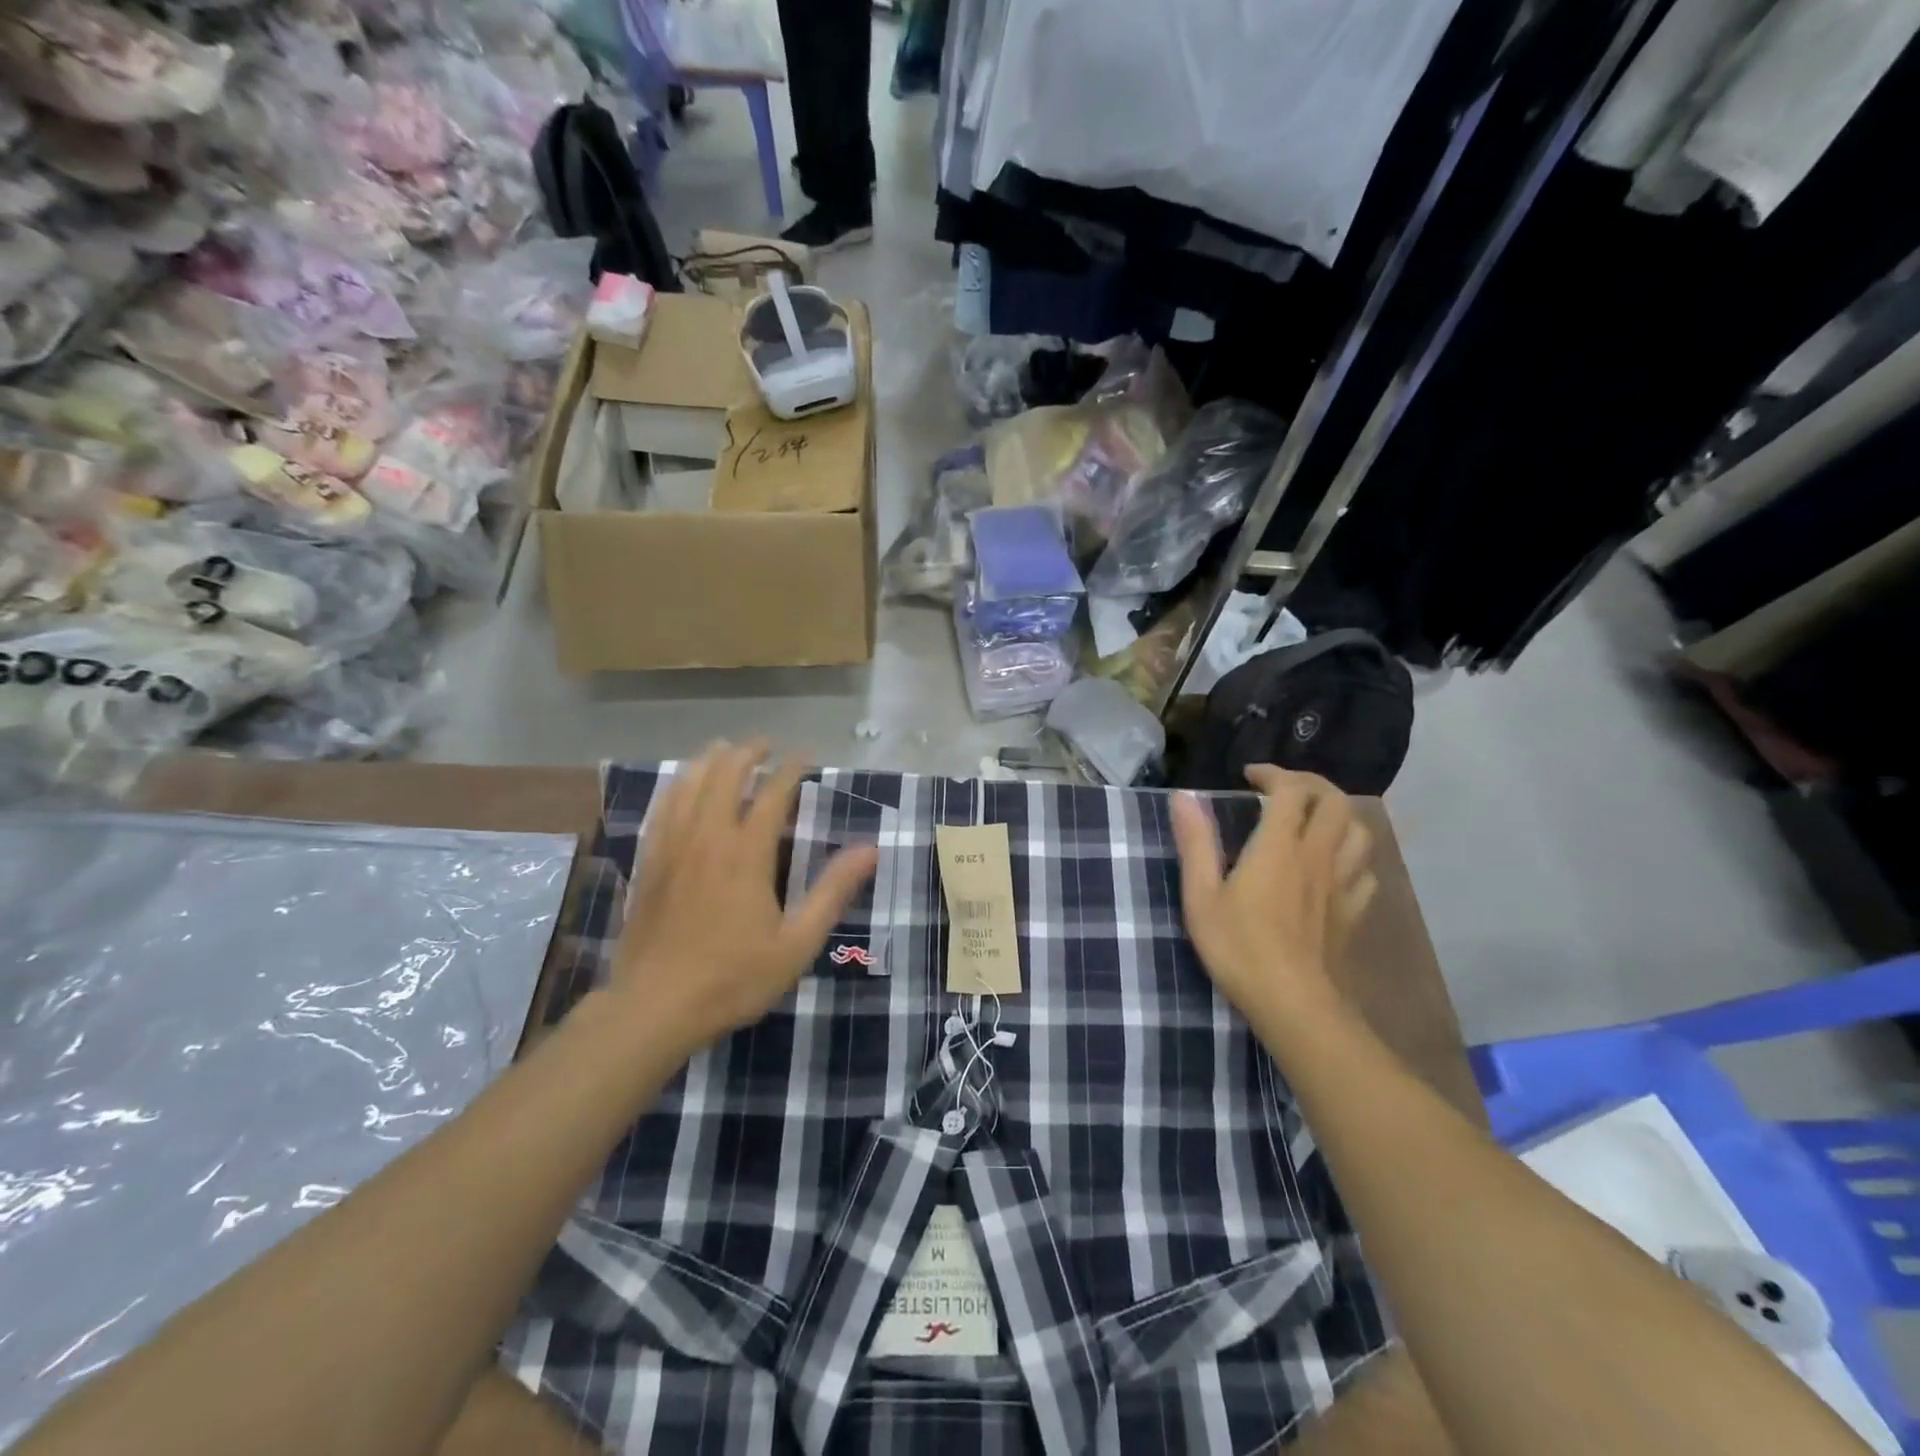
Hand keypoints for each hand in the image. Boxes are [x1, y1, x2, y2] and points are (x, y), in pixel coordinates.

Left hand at [610, 740, 878, 1055]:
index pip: (772, 794)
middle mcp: (707, 838)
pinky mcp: (648, 863)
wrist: (654, 1008)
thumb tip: (870, 849)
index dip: (790, 769)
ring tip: (724, 748)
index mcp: (746, 854)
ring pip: (688, 785)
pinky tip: (681, 785)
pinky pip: (661, 809)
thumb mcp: (797, 942)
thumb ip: (833, 891)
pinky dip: (676, 786)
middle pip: (725, 777)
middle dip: (747, 753)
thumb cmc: (733, 978)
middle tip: (764, 744)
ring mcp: (672, 848)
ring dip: (709, 761)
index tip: (805, 756)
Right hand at [1171, 766, 1377, 1028]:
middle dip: (1311, 785)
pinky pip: (1365, 870)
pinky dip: (1351, 856)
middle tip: (1283, 790)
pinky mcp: (1354, 912)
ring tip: (1313, 821)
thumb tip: (1184, 797)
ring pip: (1360, 832)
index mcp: (1280, 846)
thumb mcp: (1201, 896)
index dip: (1274, 774)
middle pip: (1336, 801)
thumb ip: (1195, 843)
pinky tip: (1333, 867)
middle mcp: (1318, 856)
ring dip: (1339, 815)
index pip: (1292, 790)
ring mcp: (1342, 884)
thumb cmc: (1240, 949)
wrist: (1295, 1005)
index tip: (1250, 777)